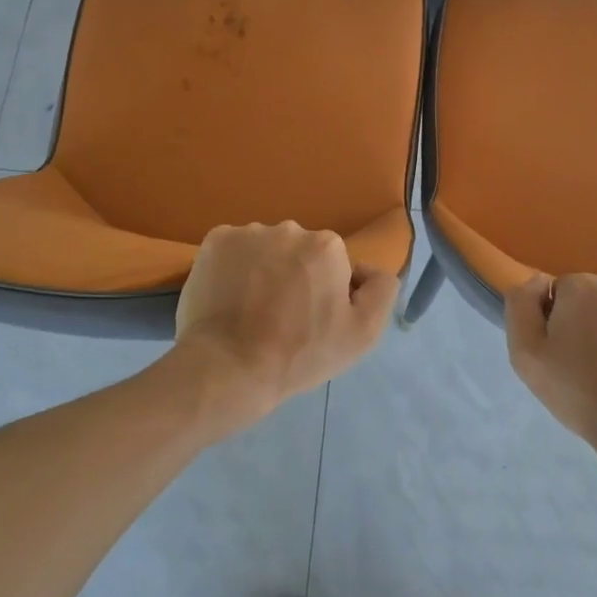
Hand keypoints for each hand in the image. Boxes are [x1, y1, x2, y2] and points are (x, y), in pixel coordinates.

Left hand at [174, 223, 397, 429]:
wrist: (229, 367)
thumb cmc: (300, 353)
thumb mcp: (363, 333)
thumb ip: (381, 289)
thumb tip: (366, 269)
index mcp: (327, 245)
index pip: (333, 263)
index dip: (326, 291)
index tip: (312, 319)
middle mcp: (290, 228)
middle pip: (299, 251)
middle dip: (295, 275)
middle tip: (281, 316)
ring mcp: (248, 232)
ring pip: (265, 248)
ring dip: (264, 270)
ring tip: (251, 310)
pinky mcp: (215, 241)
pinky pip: (233, 250)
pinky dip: (233, 267)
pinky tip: (229, 297)